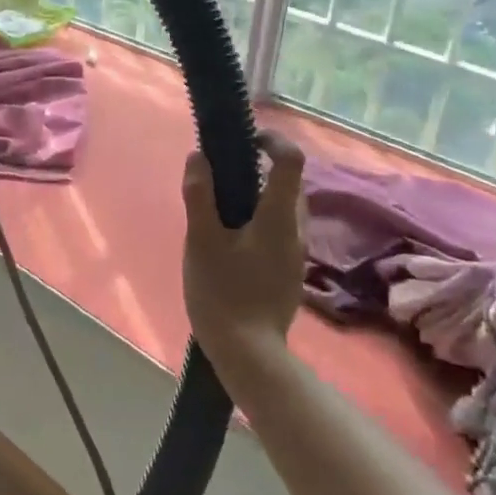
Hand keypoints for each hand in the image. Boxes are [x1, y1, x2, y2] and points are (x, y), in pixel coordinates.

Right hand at [182, 130, 307, 371]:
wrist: (249, 355)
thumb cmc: (223, 292)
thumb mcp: (202, 240)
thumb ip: (200, 195)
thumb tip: (199, 156)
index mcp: (279, 217)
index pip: (291, 160)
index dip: (272, 140)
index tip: (245, 139)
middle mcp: (295, 230)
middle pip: (287, 183)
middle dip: (258, 169)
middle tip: (220, 175)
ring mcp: (295, 253)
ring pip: (282, 208)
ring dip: (256, 196)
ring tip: (218, 208)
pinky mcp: (288, 271)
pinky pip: (277, 230)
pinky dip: (257, 219)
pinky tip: (229, 240)